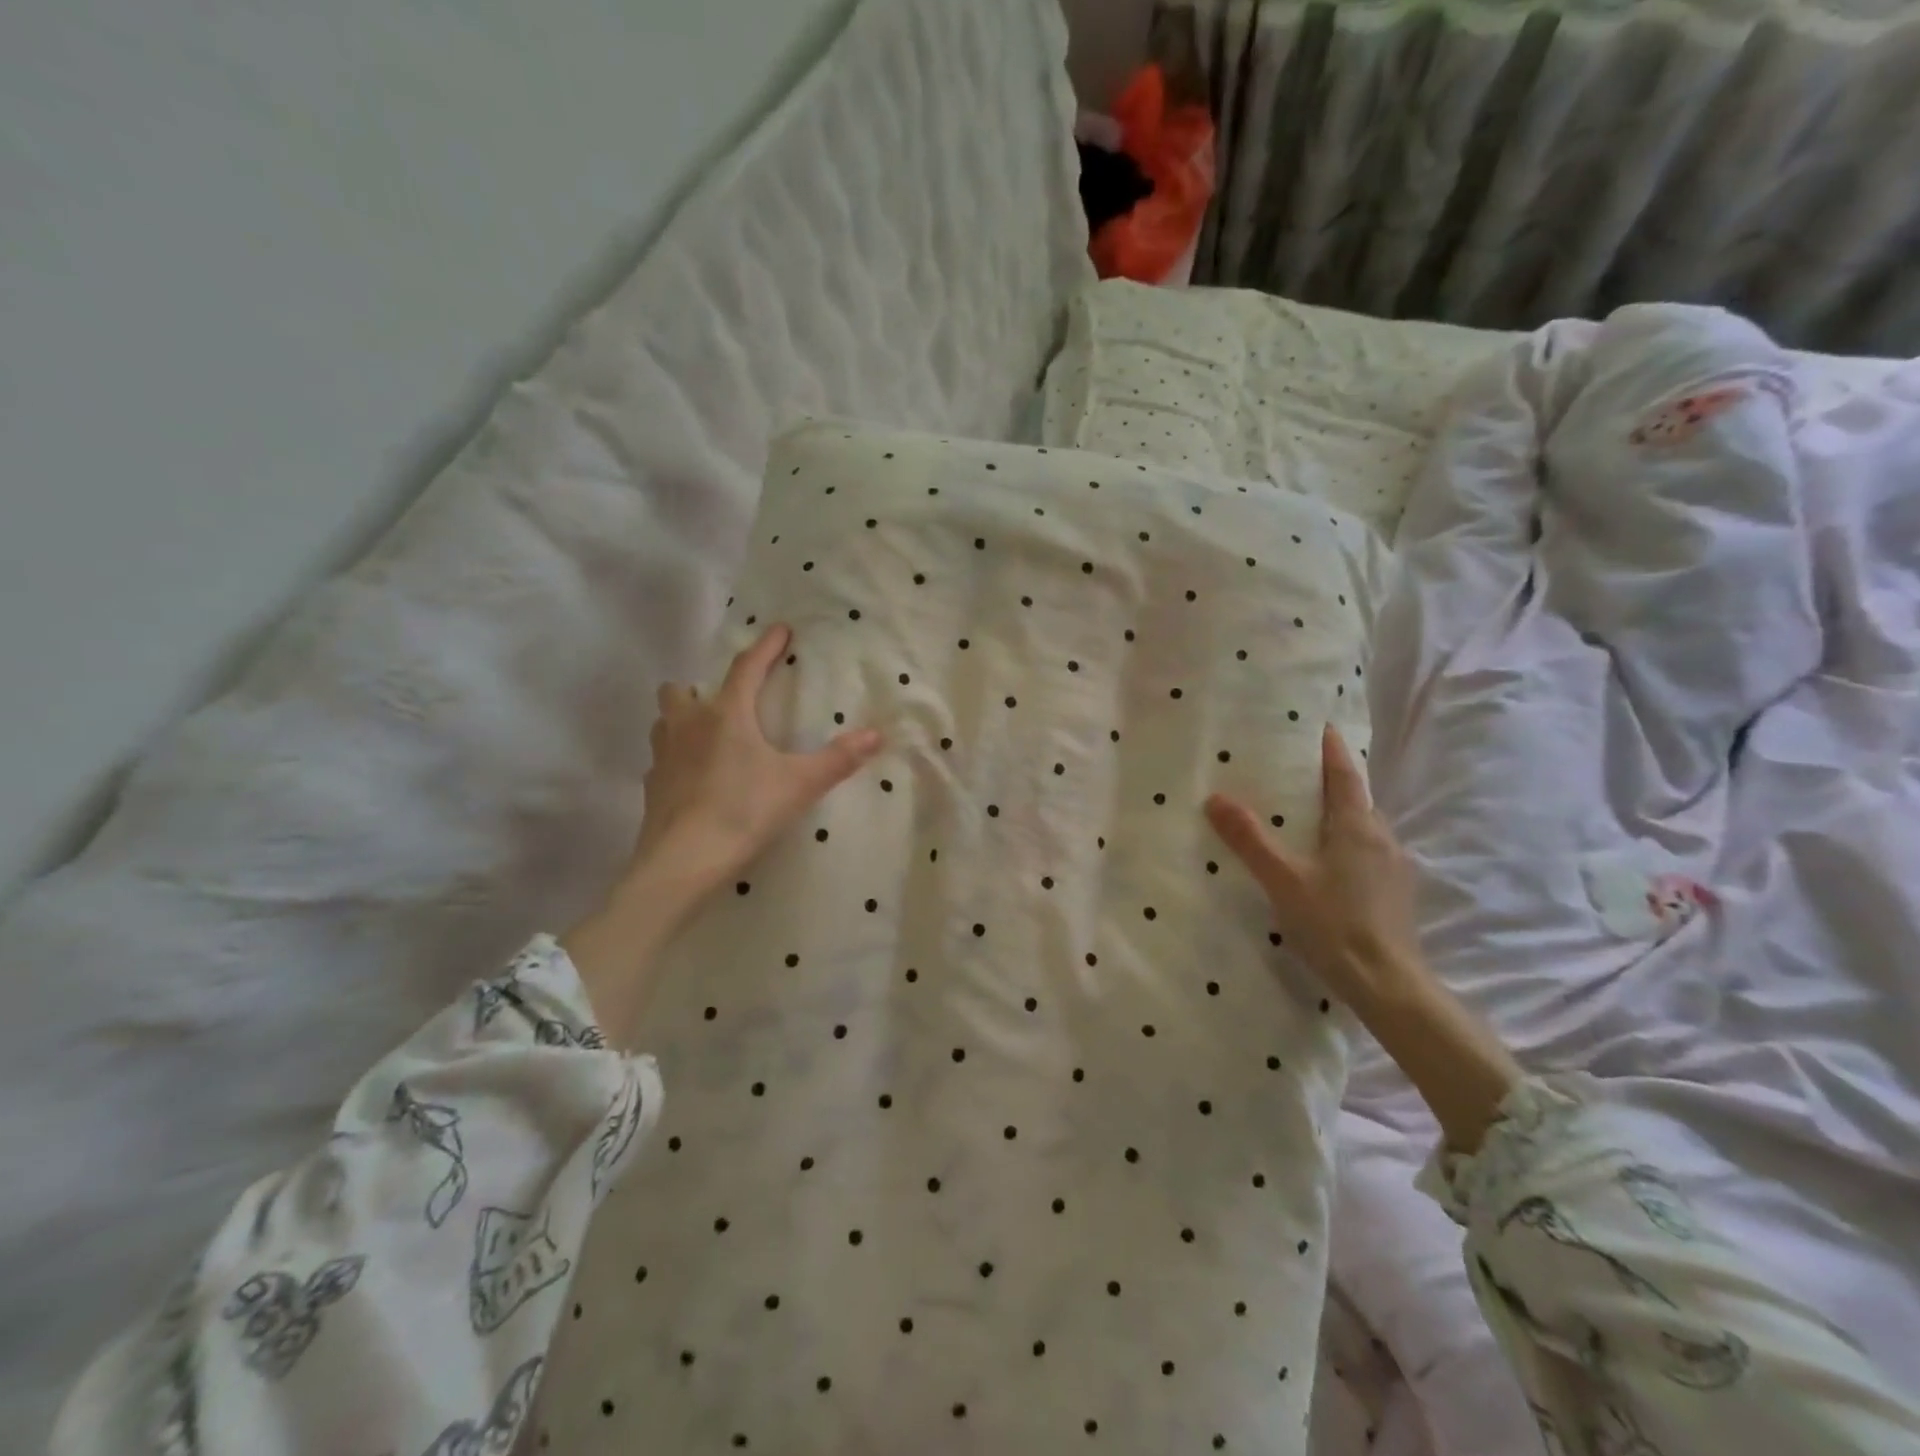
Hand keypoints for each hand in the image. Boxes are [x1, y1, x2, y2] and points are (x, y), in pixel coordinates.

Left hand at [630, 623, 882, 896]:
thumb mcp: (799, 785)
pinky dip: (677, 759)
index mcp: (726, 715)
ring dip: (682, 720)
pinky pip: (662, 759)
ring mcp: (662, 756)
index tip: (780, 630)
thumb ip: (838, 758)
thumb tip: (876, 734)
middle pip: (681, 689)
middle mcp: (687, 725)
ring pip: (664, 721)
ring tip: (707, 737)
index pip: (747, 668)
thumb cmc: (744, 812)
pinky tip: (694, 779)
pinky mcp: (651, 787)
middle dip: (700, 688)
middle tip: (725, 703)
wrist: (683, 861)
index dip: (766, 647)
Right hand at [1205, 724, 1425, 1013]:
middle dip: (1333, 781)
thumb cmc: (1334, 924)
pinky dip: (1346, 843)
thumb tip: (1215, 798)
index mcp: (1357, 827)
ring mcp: (1393, 868)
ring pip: (1364, 828)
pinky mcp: (1394, 893)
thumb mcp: (1283, 880)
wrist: (1388, 984)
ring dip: (1339, 815)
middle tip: (1300, 771)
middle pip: (1357, 799)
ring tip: (1307, 815)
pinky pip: (1367, 852)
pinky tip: (1326, 862)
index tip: (1323, 727)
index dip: (1332, 750)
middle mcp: (1382, 839)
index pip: (1345, 776)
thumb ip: (1250, 838)